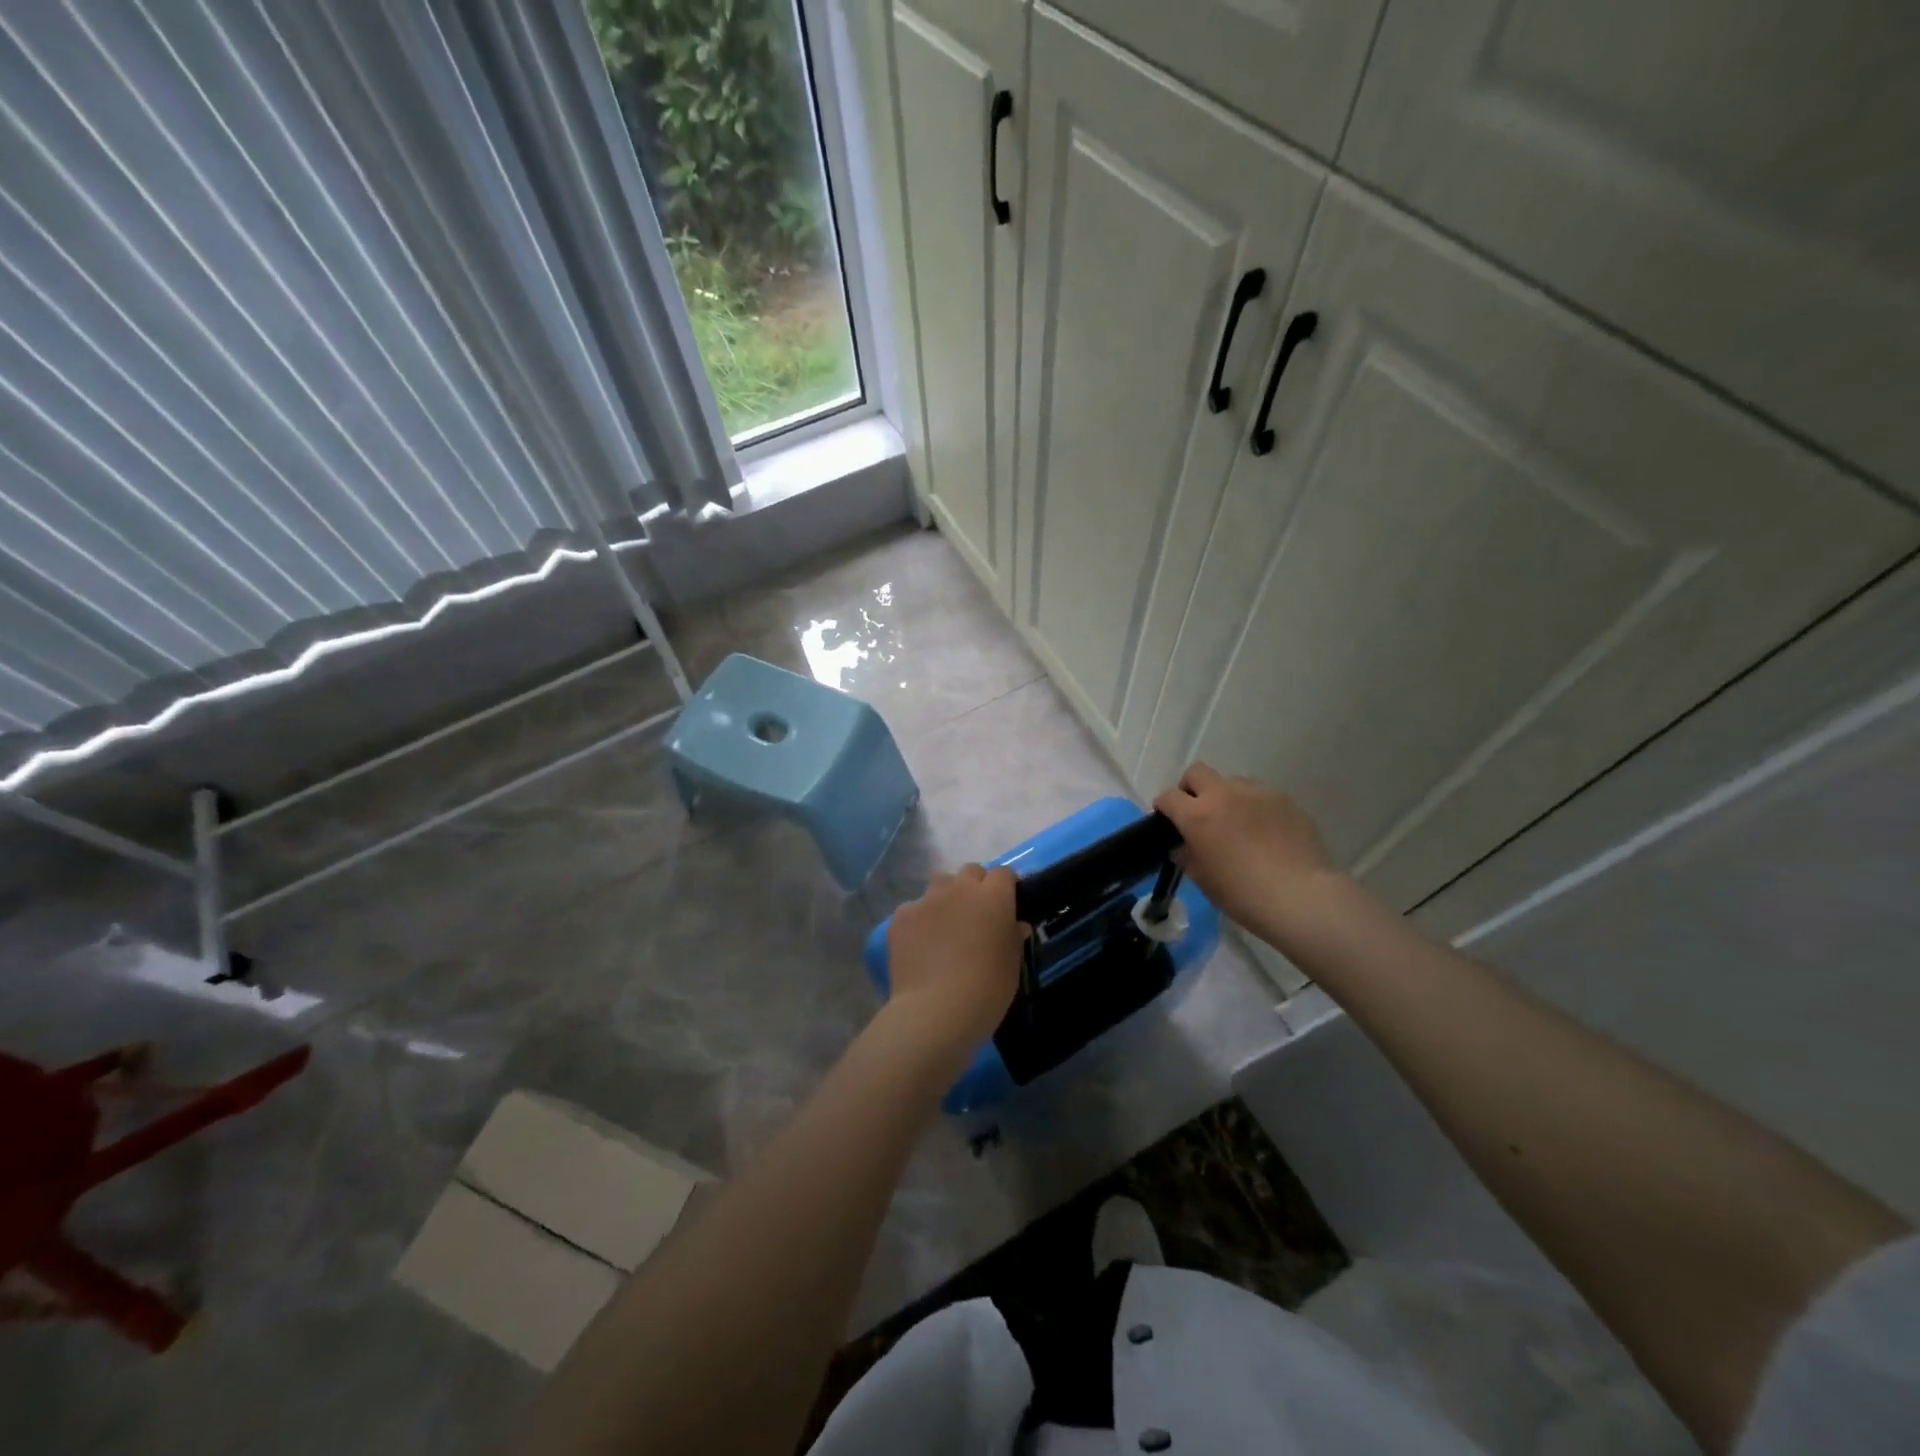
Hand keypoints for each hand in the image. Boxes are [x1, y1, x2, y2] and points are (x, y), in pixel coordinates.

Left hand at [885, 865, 1025, 1057]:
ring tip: (945, 924)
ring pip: (940, 883)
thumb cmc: (987, 990)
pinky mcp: (901, 915)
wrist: (936, 1010)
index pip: (1003, 874)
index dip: (1006, 887)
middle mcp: (960, 888)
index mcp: (993, 897)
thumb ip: (1013, 938)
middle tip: (976, 914)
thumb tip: (1015, 925)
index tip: (1007, 904)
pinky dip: (920, 920)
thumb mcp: (1012, 965)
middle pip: (971, 871)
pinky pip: (914, 908)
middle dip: (976, 886)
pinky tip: (920, 945)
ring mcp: (927, 899)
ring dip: (946, 896)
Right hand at [1154, 762, 1345, 949]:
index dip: (1164, 807)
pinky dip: (1253, 807)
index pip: (1169, 797)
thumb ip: (1188, 856)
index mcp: (1198, 815)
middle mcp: (1224, 795)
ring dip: (1225, 797)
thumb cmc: (1244, 894)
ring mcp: (1257, 793)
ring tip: (1237, 824)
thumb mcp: (1204, 880)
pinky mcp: (1284, 799)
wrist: (1302, 897)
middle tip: (1198, 813)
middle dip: (1191, 788)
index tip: (1168, 821)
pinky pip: (1259, 794)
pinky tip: (1264, 832)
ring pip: (1231, 782)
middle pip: (1197, 772)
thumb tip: (1184, 845)